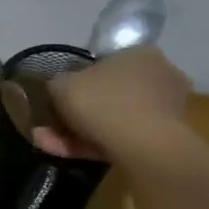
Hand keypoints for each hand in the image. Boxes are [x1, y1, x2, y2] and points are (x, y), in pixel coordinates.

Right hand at [32, 45, 191, 161]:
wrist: (142, 146)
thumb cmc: (102, 102)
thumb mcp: (61, 85)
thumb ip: (57, 84)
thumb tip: (58, 88)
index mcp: (140, 55)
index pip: (104, 64)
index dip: (77, 81)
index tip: (59, 98)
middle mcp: (158, 78)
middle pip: (107, 95)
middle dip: (76, 112)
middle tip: (49, 124)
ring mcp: (163, 111)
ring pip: (110, 120)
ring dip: (76, 132)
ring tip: (46, 143)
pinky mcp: (160, 141)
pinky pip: (118, 139)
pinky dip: (90, 145)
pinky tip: (62, 153)